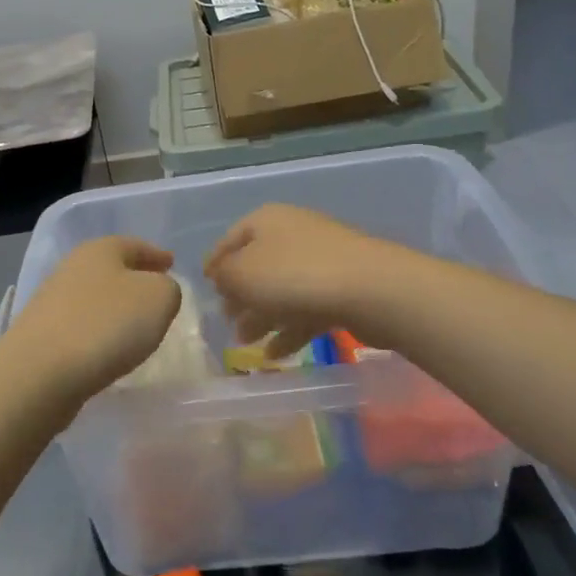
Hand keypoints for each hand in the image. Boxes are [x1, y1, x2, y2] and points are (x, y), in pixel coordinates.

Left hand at [4, 237, 181, 399]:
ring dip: (115, 308)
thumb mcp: (159, 298)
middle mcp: (72, 268)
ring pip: (95, 298)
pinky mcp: (43, 335)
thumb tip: (157, 291)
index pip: (135, 244)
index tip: (171, 264)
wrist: (41, 372)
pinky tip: (110, 349)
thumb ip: (167, 289)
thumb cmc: (107, 324)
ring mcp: (53, 302)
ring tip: (137, 325)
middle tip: (156, 294)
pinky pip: (82, 326)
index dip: (155, 254)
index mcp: (100, 249)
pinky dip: (99, 332)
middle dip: (134, 280)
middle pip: (111, 269)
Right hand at [203, 203, 397, 355]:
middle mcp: (292, 233)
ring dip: (262, 317)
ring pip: (282, 290)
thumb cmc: (294, 275)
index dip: (214, 264)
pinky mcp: (341, 288)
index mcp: (266, 221)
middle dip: (239, 296)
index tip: (205, 288)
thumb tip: (221, 277)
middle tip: (227, 322)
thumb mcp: (242, 274)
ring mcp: (321, 261)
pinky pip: (306, 308)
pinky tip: (275, 355)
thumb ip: (224, 275)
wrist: (370, 289)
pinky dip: (289, 329)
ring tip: (247, 343)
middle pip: (257, 266)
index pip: (230, 240)